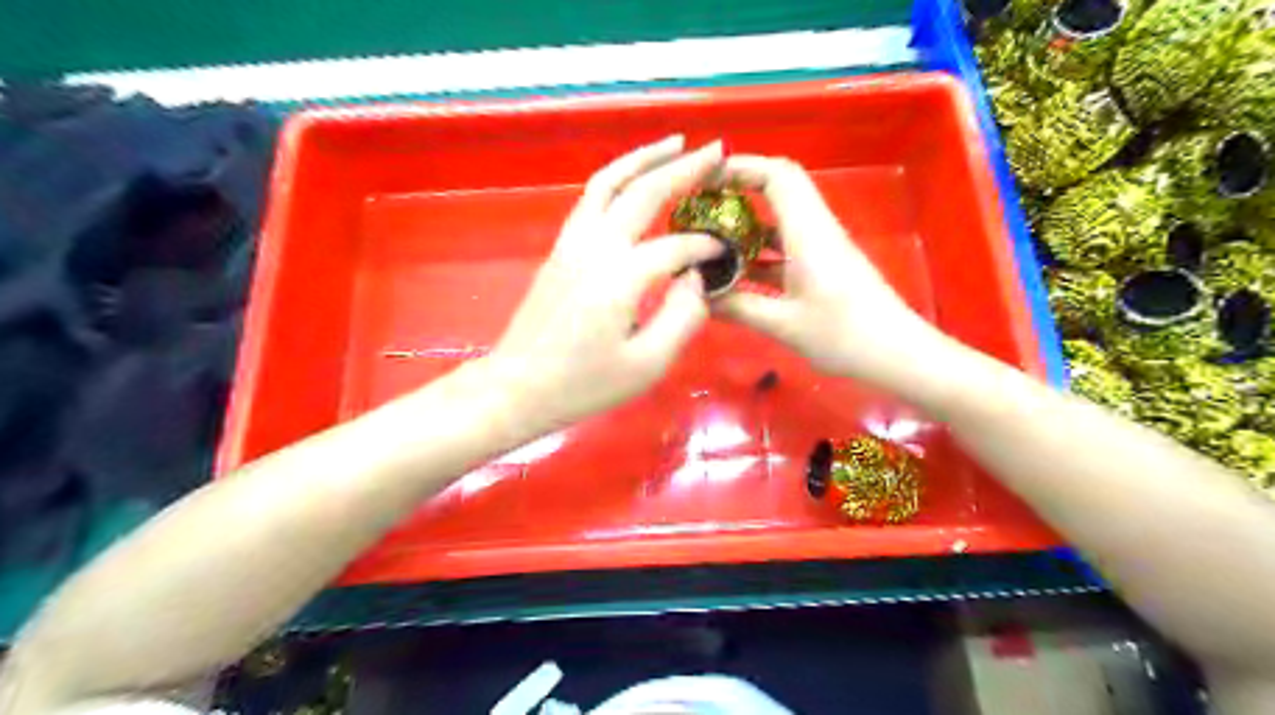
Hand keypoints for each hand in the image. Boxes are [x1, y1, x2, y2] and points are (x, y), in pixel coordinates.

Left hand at [489, 137, 726, 432]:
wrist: (517, 387)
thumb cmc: (583, 384)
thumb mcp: (647, 364)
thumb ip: (682, 316)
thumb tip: (695, 278)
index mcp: (620, 276)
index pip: (676, 246)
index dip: (706, 247)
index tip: (726, 252)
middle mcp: (595, 246)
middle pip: (642, 191)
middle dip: (683, 167)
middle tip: (716, 149)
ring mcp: (572, 242)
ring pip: (609, 181)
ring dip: (643, 158)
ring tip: (675, 143)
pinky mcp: (560, 248)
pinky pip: (592, 198)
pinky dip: (618, 178)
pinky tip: (633, 180)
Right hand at [717, 156, 944, 391]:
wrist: (897, 355)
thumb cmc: (844, 335)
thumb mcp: (784, 325)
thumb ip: (737, 308)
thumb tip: (697, 297)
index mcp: (808, 232)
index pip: (777, 175)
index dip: (740, 167)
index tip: (703, 179)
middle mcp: (815, 230)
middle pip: (779, 188)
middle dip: (738, 188)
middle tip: (700, 204)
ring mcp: (820, 248)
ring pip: (779, 219)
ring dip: (746, 223)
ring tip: (707, 237)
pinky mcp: (822, 267)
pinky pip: (784, 247)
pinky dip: (758, 251)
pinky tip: (734, 273)